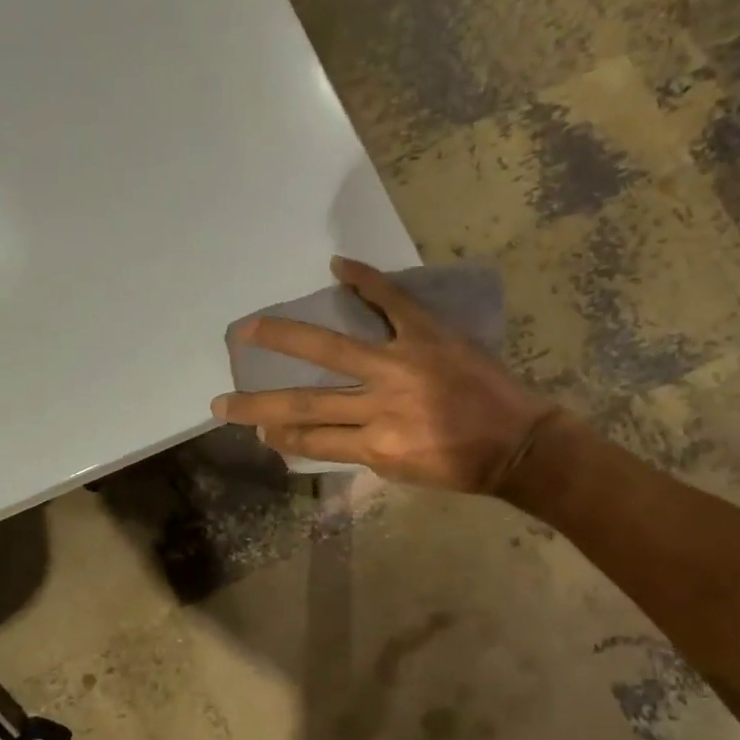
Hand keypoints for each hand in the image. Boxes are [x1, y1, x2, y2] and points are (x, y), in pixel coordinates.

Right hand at [210, 257, 556, 493]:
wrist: (519, 445)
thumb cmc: (461, 466)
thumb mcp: (404, 472)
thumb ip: (361, 452)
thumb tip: (319, 434)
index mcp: (374, 445)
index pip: (310, 438)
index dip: (277, 436)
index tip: (254, 431)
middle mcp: (379, 405)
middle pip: (303, 403)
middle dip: (256, 405)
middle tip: (220, 403)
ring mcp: (401, 365)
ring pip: (329, 349)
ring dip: (282, 336)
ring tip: (247, 328)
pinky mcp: (428, 336)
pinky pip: (391, 302)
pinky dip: (365, 280)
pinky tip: (336, 267)